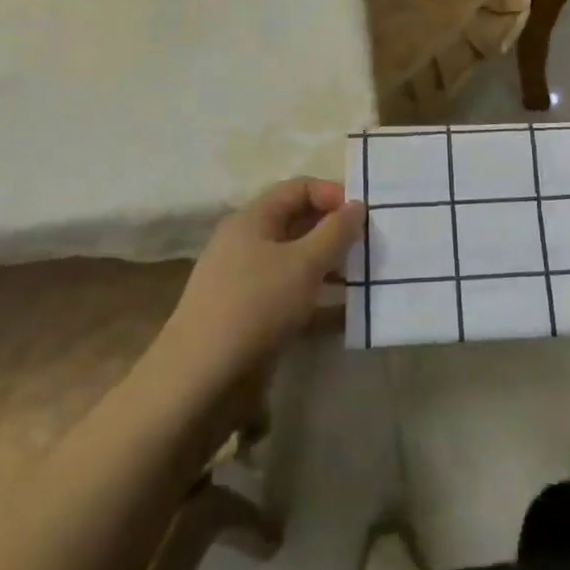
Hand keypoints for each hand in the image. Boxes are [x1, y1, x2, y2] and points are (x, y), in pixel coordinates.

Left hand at [163, 178, 363, 382]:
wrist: (199, 381)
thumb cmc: (255, 306)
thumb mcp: (304, 264)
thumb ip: (335, 231)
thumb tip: (357, 204)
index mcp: (253, 219)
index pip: (298, 188)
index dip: (332, 195)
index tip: (364, 216)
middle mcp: (246, 243)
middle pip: (297, 223)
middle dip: (334, 232)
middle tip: (370, 248)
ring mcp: (245, 282)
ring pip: (295, 261)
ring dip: (329, 266)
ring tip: (363, 279)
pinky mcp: (249, 317)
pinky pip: (290, 295)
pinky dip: (317, 299)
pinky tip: (345, 315)